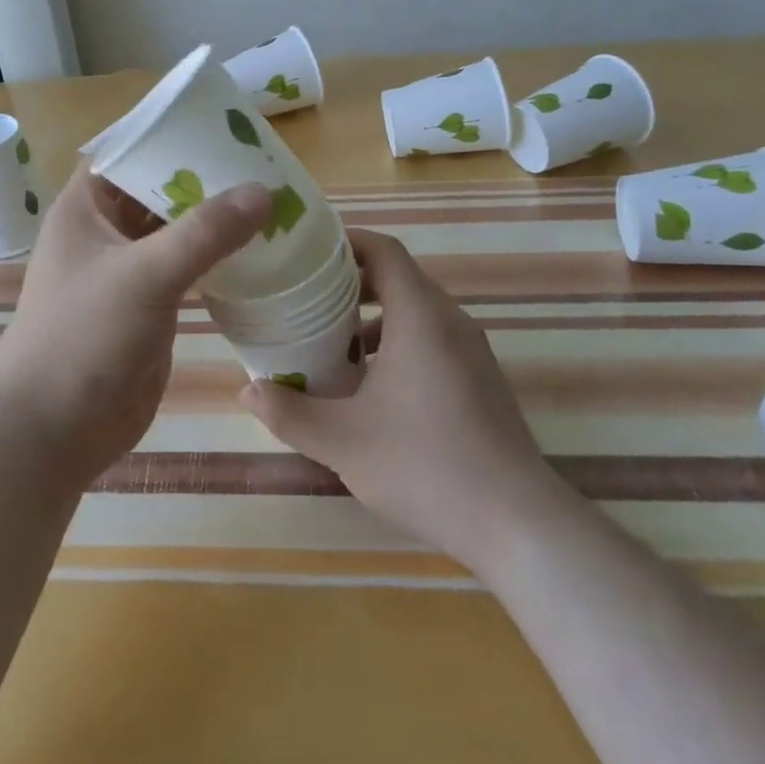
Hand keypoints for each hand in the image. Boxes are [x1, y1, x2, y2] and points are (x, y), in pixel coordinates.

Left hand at [0, 163, 270, 493]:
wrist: (53, 430)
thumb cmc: (82, 337)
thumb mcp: (143, 275)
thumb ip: (203, 233)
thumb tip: (263, 190)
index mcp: (87, 208)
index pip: (130, 152)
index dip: (170, 134)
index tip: (224, 124)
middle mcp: (107, 232)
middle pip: (160, 190)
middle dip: (205, 178)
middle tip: (265, 162)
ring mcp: (130, 271)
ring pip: (178, 231)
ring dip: (217, 220)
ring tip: (273, 199)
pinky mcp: (151, 306)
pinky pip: (189, 269)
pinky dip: (219, 259)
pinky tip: (260, 251)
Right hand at [243, 229, 559, 573]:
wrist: (517, 522)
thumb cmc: (424, 465)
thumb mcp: (341, 441)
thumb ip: (289, 412)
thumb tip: (247, 390)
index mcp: (420, 316)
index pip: (384, 251)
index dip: (346, 242)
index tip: (307, 252)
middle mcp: (450, 321)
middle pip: (399, 277)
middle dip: (350, 282)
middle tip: (306, 299)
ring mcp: (472, 350)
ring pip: (416, 312)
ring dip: (373, 317)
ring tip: (331, 344)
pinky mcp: (481, 378)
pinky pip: (433, 339)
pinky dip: (398, 343)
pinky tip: (371, 387)